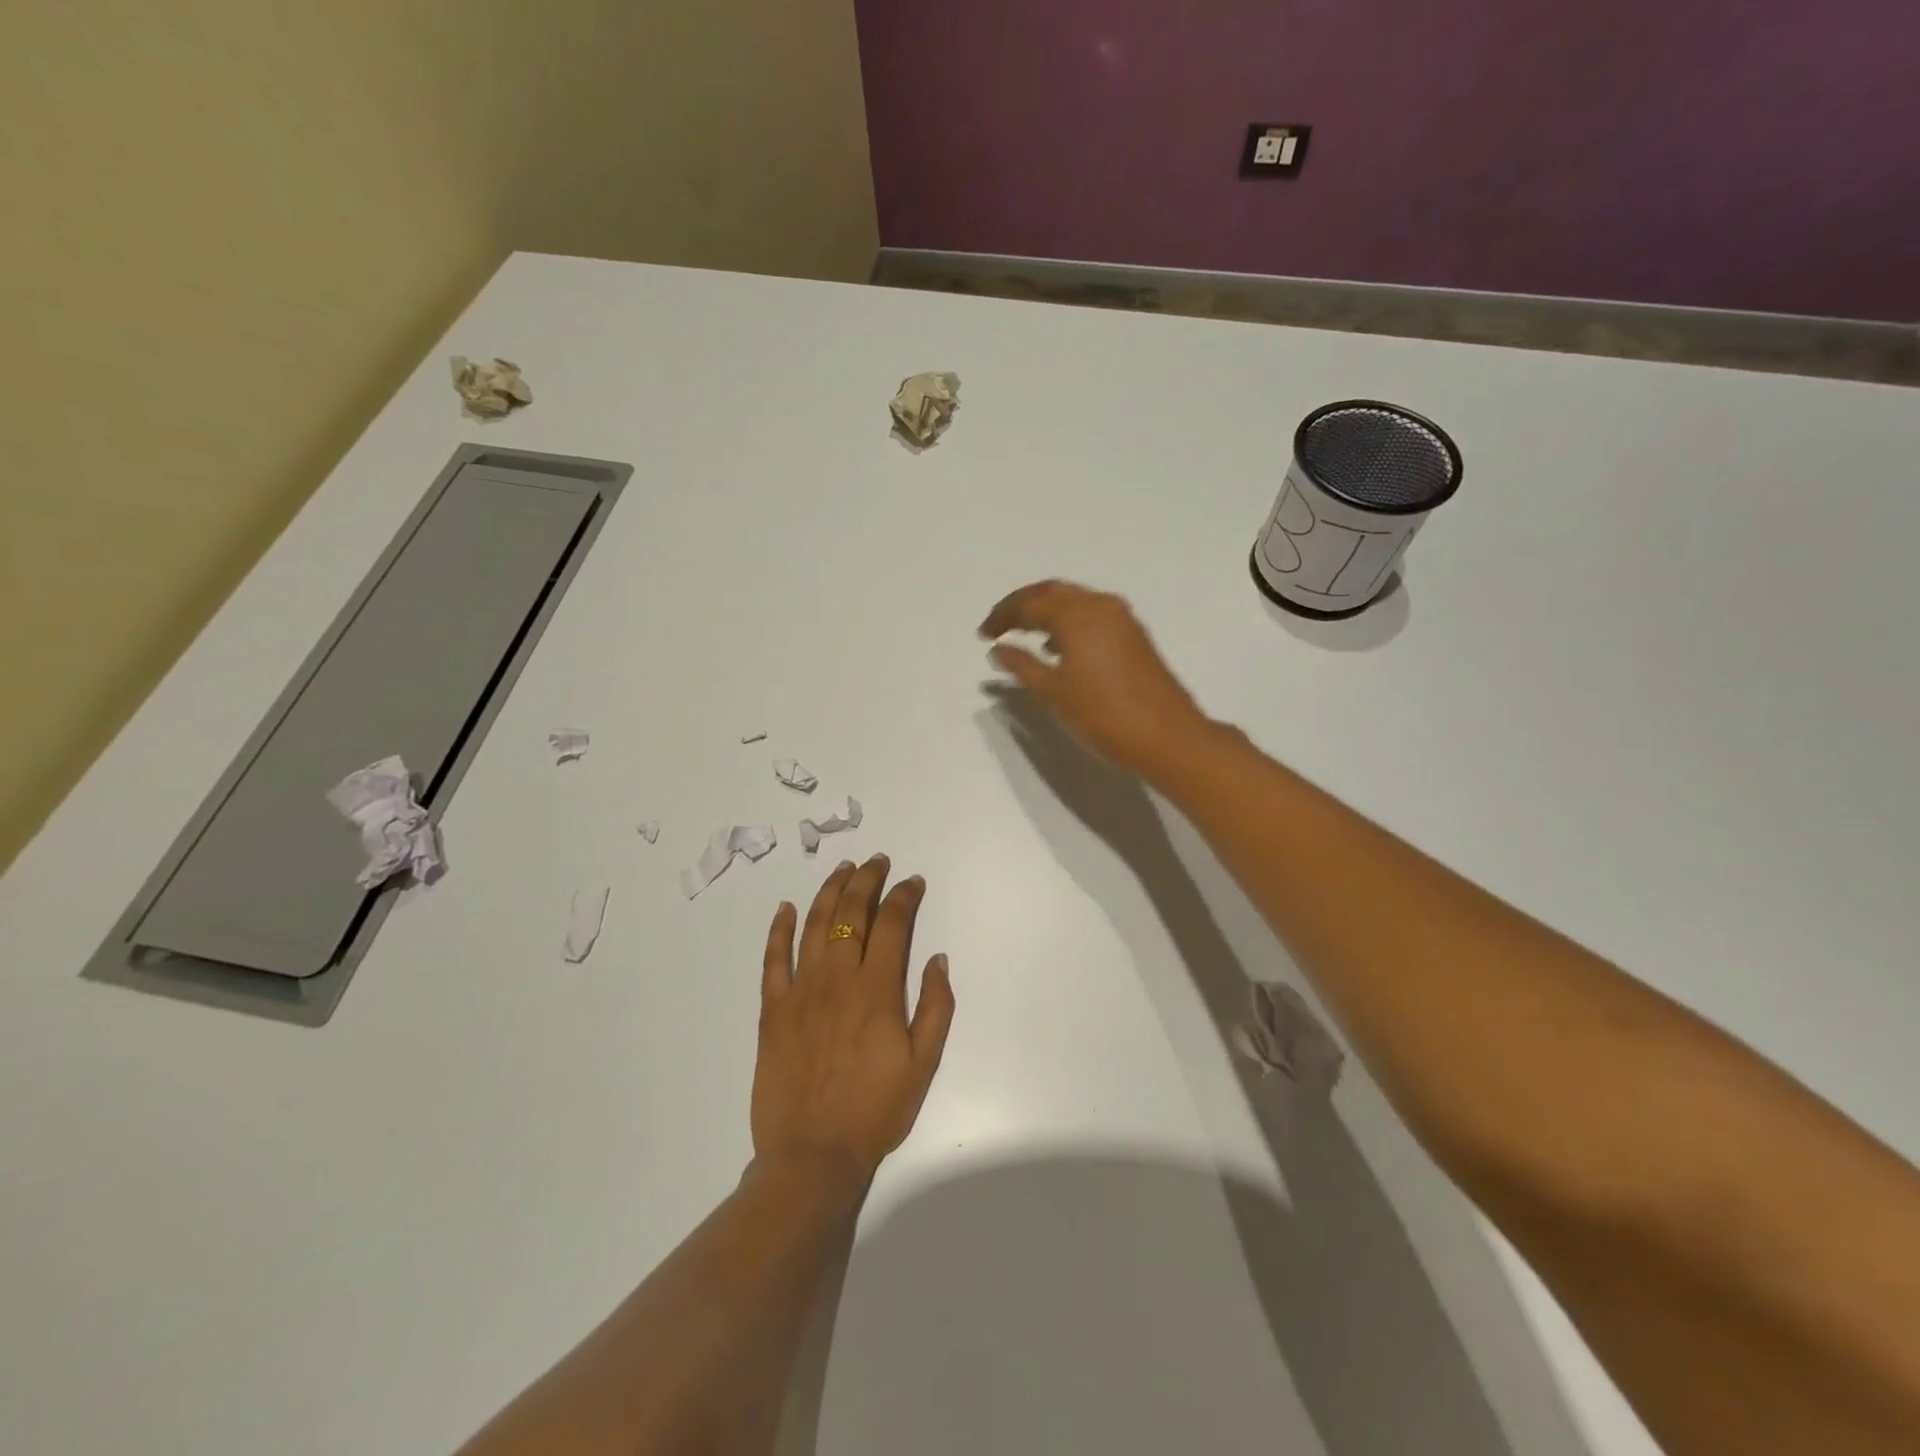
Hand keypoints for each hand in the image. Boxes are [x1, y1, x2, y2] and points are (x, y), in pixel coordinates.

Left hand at [752, 856, 954, 1186]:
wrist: (813, 1155)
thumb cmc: (876, 1110)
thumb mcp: (924, 1064)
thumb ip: (935, 1005)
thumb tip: (937, 957)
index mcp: (877, 990)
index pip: (893, 924)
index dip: (904, 895)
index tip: (913, 881)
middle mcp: (838, 978)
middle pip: (852, 913)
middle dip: (866, 880)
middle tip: (876, 861)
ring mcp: (801, 991)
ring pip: (815, 925)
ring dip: (829, 891)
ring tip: (841, 868)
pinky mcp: (773, 1009)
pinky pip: (774, 959)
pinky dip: (780, 929)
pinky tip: (787, 908)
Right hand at [979, 580, 1209, 776]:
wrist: (1167, 735)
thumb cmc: (1103, 715)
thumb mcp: (1053, 693)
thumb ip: (1022, 665)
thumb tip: (998, 649)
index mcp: (1076, 615)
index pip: (1029, 603)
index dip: (1002, 616)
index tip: (983, 634)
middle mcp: (1099, 605)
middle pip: (1052, 592)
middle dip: (1023, 604)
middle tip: (999, 624)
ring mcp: (1121, 618)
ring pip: (1074, 600)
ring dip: (1046, 610)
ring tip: (1024, 633)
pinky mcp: (1134, 634)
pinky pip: (1092, 614)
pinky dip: (1068, 621)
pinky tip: (1059, 646)